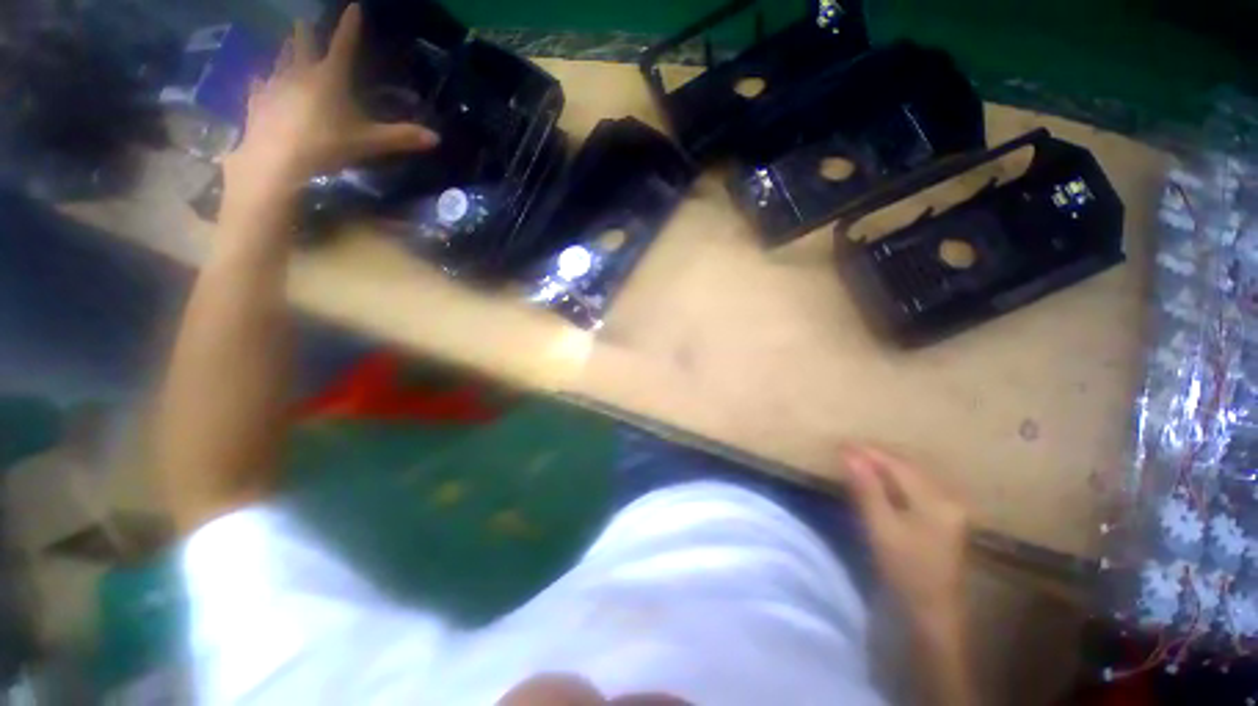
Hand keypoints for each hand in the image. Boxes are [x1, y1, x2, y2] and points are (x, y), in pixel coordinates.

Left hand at [221, 4, 438, 212]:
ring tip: (289, 48)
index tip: (354, 6)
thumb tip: (437, 138)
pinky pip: (260, 82)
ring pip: (280, 56)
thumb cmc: (327, 144)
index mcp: (331, 76)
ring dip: (287, 50)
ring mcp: (274, 82)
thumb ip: (401, 137)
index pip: (345, 43)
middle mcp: (301, 70)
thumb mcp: (370, 143)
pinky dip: (265, 80)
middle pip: (302, 41)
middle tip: (307, 24)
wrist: (276, 160)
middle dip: (307, 31)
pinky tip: (264, 82)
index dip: (350, 24)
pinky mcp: (257, 99)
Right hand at [840, 444, 967, 627]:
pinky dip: (896, 476)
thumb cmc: (905, 571)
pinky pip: (918, 483)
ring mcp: (951, 505)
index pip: (897, 465)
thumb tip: (849, 454)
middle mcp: (949, 496)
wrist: (934, 610)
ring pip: (914, 472)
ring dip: (885, 463)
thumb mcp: (881, 528)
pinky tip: (881, 477)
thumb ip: (866, 488)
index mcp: (936, 500)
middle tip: (846, 449)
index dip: (868, 452)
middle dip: (876, 455)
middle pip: (908, 465)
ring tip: (858, 458)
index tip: (840, 444)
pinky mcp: (947, 514)